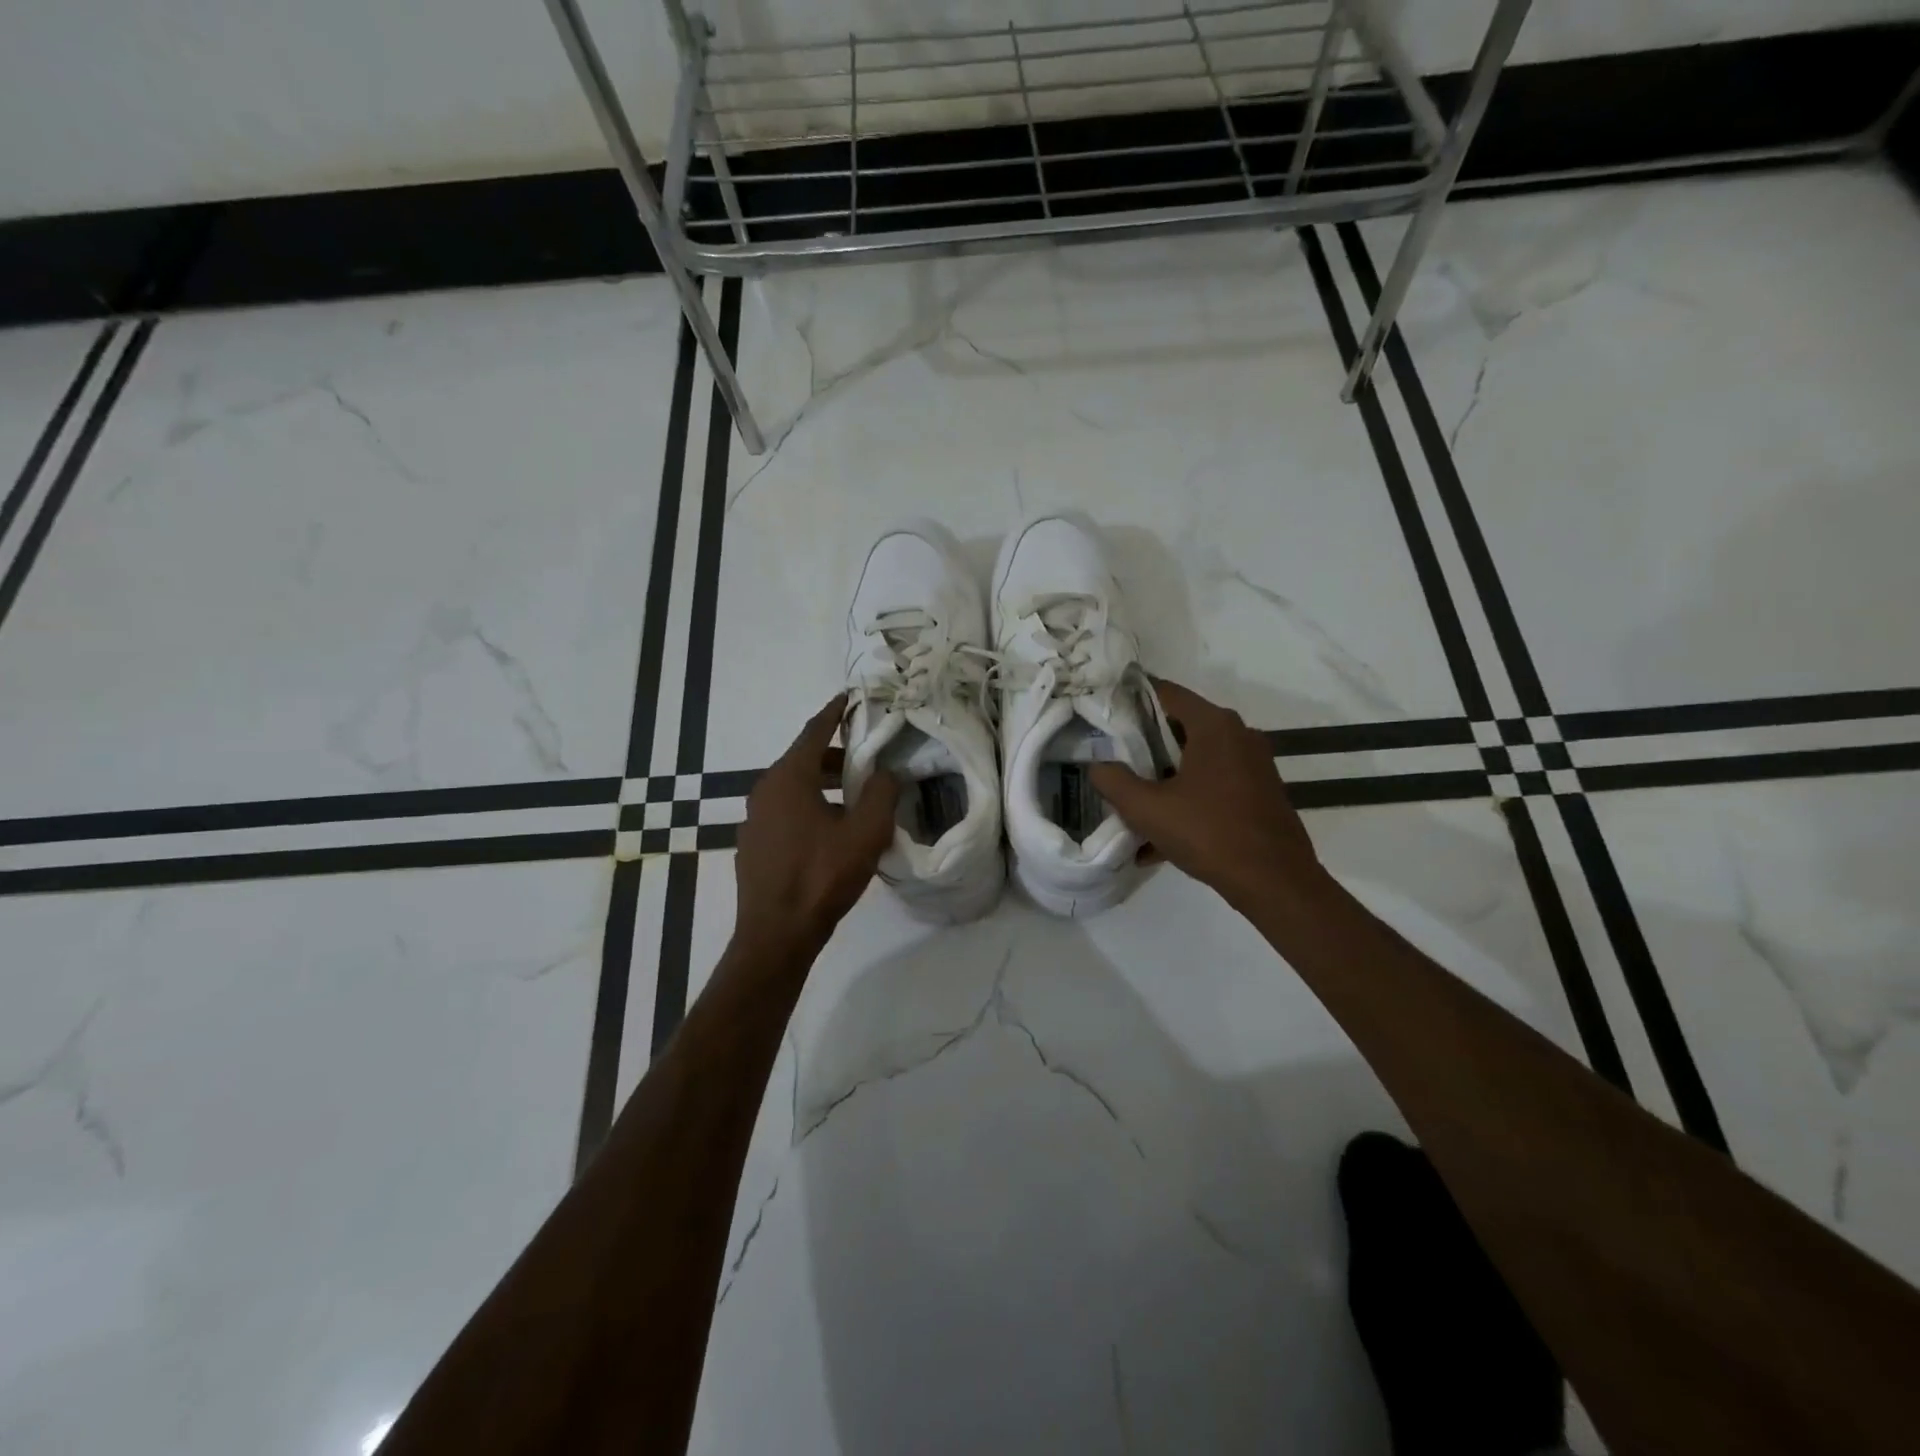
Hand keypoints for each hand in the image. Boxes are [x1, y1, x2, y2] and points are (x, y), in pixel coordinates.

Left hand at [734, 695, 899, 957]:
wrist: (777, 933)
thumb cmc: (822, 876)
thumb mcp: (866, 832)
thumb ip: (882, 793)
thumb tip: (887, 772)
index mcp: (788, 777)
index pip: (815, 731)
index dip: (835, 712)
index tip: (851, 697)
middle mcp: (764, 789)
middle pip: (804, 759)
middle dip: (837, 757)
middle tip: (868, 763)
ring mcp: (754, 818)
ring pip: (793, 787)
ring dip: (824, 785)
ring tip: (855, 800)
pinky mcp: (753, 844)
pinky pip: (785, 811)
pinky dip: (809, 807)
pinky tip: (829, 831)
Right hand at [1091, 678, 1326, 914]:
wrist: (1275, 882)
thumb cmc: (1209, 833)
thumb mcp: (1147, 809)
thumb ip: (1114, 781)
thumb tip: (1097, 766)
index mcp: (1214, 726)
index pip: (1166, 693)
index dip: (1132, 699)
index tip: (1105, 712)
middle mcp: (1239, 735)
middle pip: (1180, 726)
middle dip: (1144, 743)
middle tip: (1112, 758)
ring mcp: (1253, 764)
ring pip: (1196, 759)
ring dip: (1164, 776)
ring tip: (1132, 800)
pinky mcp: (1259, 792)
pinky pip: (1213, 784)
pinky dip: (1187, 799)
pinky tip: (1159, 838)